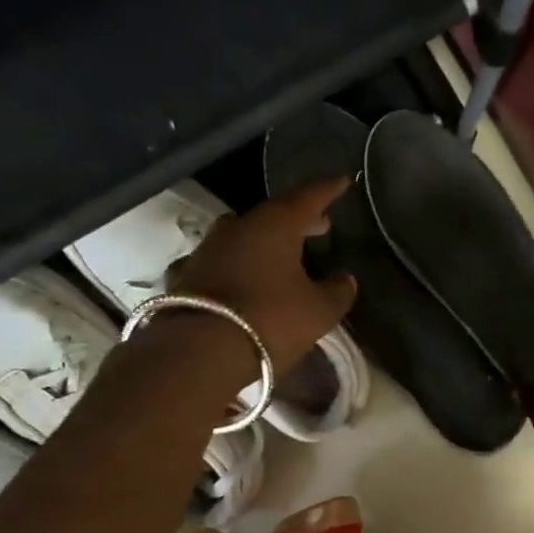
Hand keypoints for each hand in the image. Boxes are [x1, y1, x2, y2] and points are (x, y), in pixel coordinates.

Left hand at [165, 178, 357, 374]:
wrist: (197, 352)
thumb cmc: (269, 321)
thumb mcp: (318, 312)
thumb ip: (337, 292)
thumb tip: (346, 279)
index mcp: (275, 224)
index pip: (309, 196)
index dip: (329, 188)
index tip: (343, 180)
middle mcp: (239, 226)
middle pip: (274, 214)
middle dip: (299, 219)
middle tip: (320, 225)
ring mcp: (208, 248)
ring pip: (244, 235)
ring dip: (266, 241)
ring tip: (283, 255)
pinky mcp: (187, 274)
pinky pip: (222, 261)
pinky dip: (238, 264)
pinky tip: (244, 279)